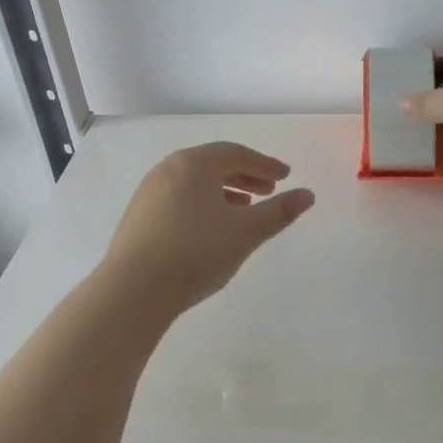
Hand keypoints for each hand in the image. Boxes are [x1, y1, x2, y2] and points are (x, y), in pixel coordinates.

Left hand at [102, 142, 315, 314]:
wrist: (134, 289)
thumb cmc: (196, 252)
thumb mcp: (246, 232)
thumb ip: (279, 212)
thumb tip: (308, 195)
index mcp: (194, 163)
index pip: (235, 153)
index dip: (264, 164)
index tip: (285, 176)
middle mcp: (168, 169)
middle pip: (213, 164)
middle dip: (244, 175)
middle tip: (269, 189)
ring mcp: (148, 192)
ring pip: (194, 183)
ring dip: (223, 191)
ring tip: (244, 209)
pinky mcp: (138, 216)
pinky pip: (178, 199)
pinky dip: (201, 204)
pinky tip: (211, 228)